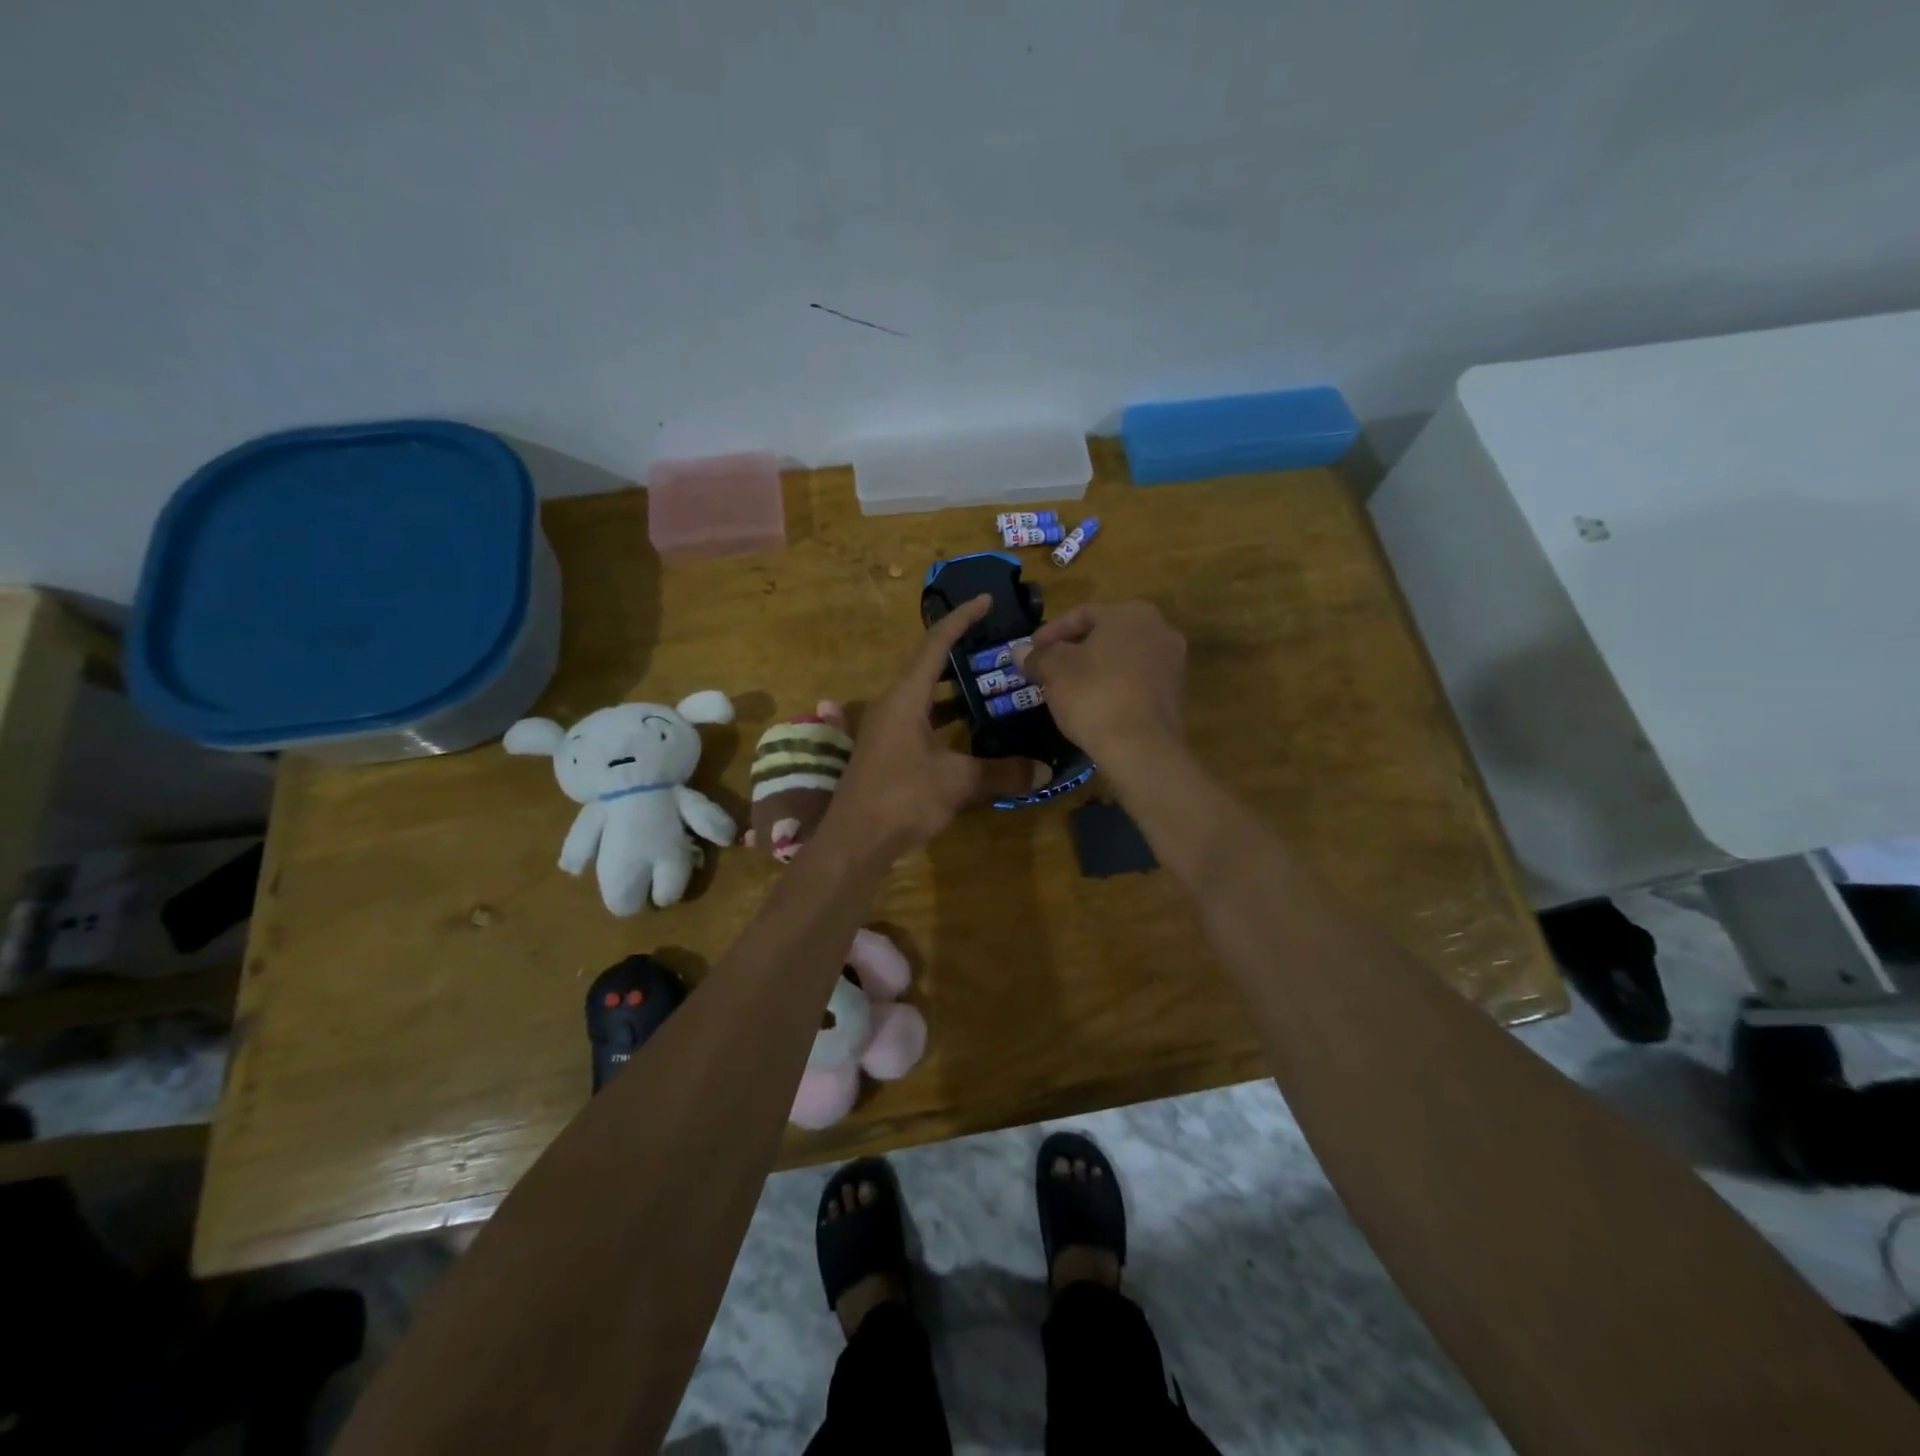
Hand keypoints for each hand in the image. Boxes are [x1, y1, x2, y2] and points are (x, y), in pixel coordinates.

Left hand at [820, 596, 1044, 860]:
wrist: (853, 842)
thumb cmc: (901, 798)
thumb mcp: (957, 782)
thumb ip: (1002, 772)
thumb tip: (1045, 770)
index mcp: (905, 697)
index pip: (935, 644)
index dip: (961, 619)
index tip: (986, 600)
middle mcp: (893, 705)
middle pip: (929, 668)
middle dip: (963, 655)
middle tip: (999, 650)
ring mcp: (887, 730)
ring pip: (926, 698)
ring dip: (956, 692)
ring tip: (994, 688)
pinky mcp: (888, 753)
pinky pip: (922, 722)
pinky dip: (947, 720)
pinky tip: (973, 734)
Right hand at [1019, 601, 1187, 778]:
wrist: (1141, 748)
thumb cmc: (1094, 695)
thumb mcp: (1054, 671)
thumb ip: (1037, 656)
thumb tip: (1020, 651)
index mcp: (1131, 613)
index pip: (1082, 613)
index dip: (1051, 632)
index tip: (1031, 651)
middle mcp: (1159, 629)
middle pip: (1105, 634)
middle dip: (1074, 649)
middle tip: (1047, 668)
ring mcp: (1173, 662)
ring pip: (1122, 657)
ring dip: (1094, 668)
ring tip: (1067, 687)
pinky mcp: (1175, 693)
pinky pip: (1136, 680)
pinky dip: (1114, 685)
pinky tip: (1094, 704)